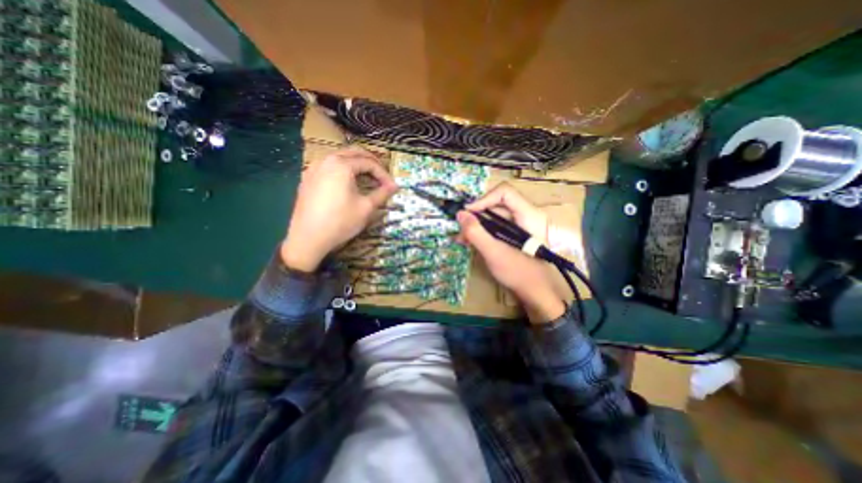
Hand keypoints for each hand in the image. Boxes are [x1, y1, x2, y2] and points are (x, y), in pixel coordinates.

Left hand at [281, 146, 399, 270]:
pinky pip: (329, 167)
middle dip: (371, 163)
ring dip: (357, 164)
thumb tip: (394, 186)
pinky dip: (343, 170)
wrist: (308, 238)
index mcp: (342, 165)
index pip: (369, 163)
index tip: (393, 187)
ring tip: (368, 178)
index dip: (384, 174)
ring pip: (340, 157)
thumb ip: (382, 193)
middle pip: (354, 153)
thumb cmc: (340, 221)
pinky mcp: (307, 179)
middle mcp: (326, 160)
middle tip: (383, 176)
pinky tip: (347, 183)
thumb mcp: (366, 208)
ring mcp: (314, 168)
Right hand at [458, 183, 566, 324]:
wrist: (535, 293)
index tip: (467, 213)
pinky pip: (496, 227)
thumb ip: (476, 233)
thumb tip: (460, 214)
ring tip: (462, 239)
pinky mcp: (514, 234)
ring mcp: (519, 225)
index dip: (484, 199)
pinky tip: (470, 241)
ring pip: (494, 216)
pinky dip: (482, 232)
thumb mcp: (494, 252)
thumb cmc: (518, 273)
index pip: (504, 193)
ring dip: (476, 225)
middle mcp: (525, 215)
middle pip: (496, 205)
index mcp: (528, 215)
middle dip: (476, 216)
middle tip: (460, 229)